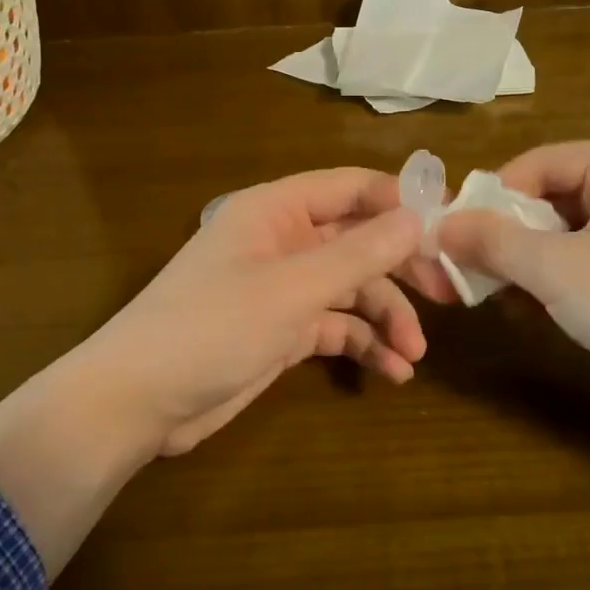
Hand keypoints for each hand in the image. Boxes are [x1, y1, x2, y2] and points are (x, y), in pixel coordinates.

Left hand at [76, 169, 425, 455]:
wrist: (138, 402)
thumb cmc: (212, 327)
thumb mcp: (292, 289)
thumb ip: (358, 254)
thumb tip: (419, 218)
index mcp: (276, 210)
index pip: (351, 188)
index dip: (400, 200)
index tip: (451, 225)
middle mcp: (283, 241)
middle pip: (358, 241)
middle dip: (401, 269)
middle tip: (448, 297)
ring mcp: (282, 287)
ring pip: (351, 289)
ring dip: (386, 317)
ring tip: (413, 355)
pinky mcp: (281, 330)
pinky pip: (335, 326)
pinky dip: (363, 344)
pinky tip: (391, 372)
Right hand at [431, 141, 589, 416]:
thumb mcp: (557, 268)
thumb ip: (491, 241)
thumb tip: (438, 227)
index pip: (536, 163)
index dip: (490, 197)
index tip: (452, 234)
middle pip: (545, 200)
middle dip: (501, 238)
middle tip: (459, 269)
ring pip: (558, 237)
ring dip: (520, 265)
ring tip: (484, 295)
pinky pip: (579, 265)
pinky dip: (548, 284)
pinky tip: (524, 313)